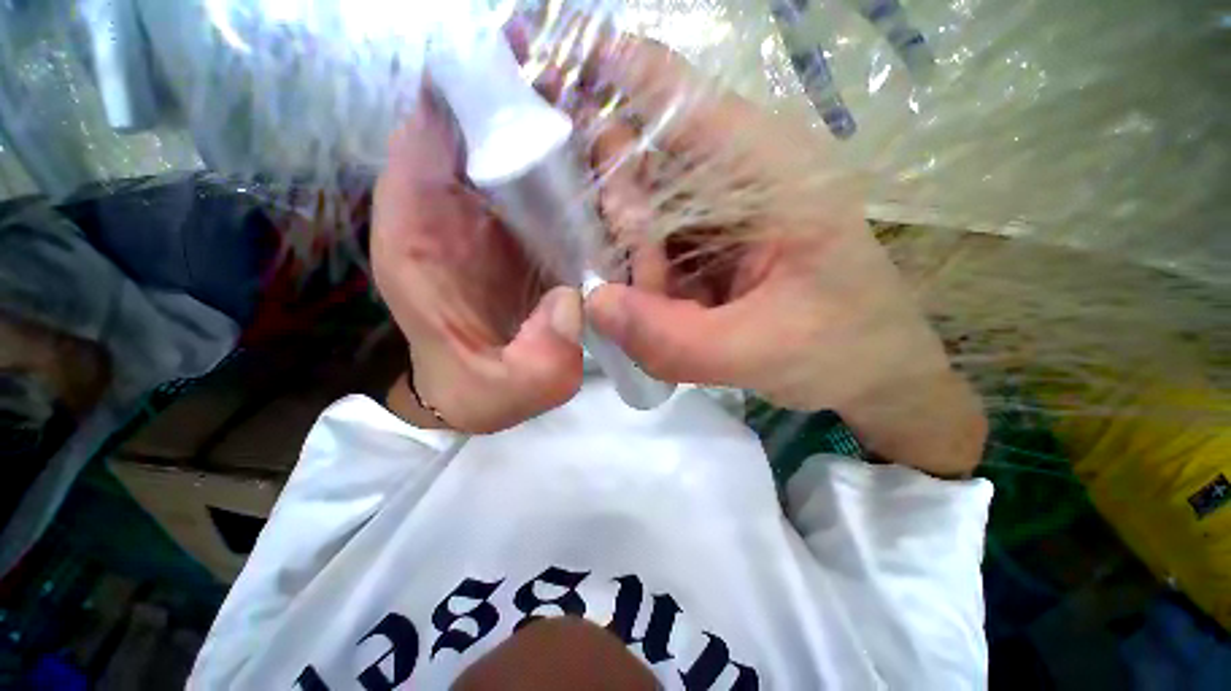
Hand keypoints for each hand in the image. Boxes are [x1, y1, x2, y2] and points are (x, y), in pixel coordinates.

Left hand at [372, 96, 583, 433]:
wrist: (479, 392)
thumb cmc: (479, 393)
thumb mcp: (507, 391)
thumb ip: (540, 359)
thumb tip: (578, 300)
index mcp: (419, 245)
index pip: (422, 143)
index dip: (464, 95)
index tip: (518, 66)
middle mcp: (446, 217)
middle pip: (472, 129)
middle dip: (524, 100)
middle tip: (583, 91)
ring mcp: (487, 219)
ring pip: (510, 146)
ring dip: (553, 127)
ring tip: (603, 122)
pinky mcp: (518, 230)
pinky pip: (539, 181)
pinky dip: (567, 165)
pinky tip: (603, 166)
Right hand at [580, 39, 985, 474]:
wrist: (871, 371)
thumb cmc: (839, 349)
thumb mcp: (756, 351)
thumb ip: (671, 339)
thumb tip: (594, 305)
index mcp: (768, 172)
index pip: (679, 100)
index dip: (611, 76)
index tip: (546, 58)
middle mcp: (739, 178)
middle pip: (645, 163)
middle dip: (617, 212)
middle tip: (630, 271)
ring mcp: (720, 215)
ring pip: (643, 214)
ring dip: (635, 261)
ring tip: (669, 307)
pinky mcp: (710, 247)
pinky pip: (655, 249)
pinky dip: (644, 277)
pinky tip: (658, 308)